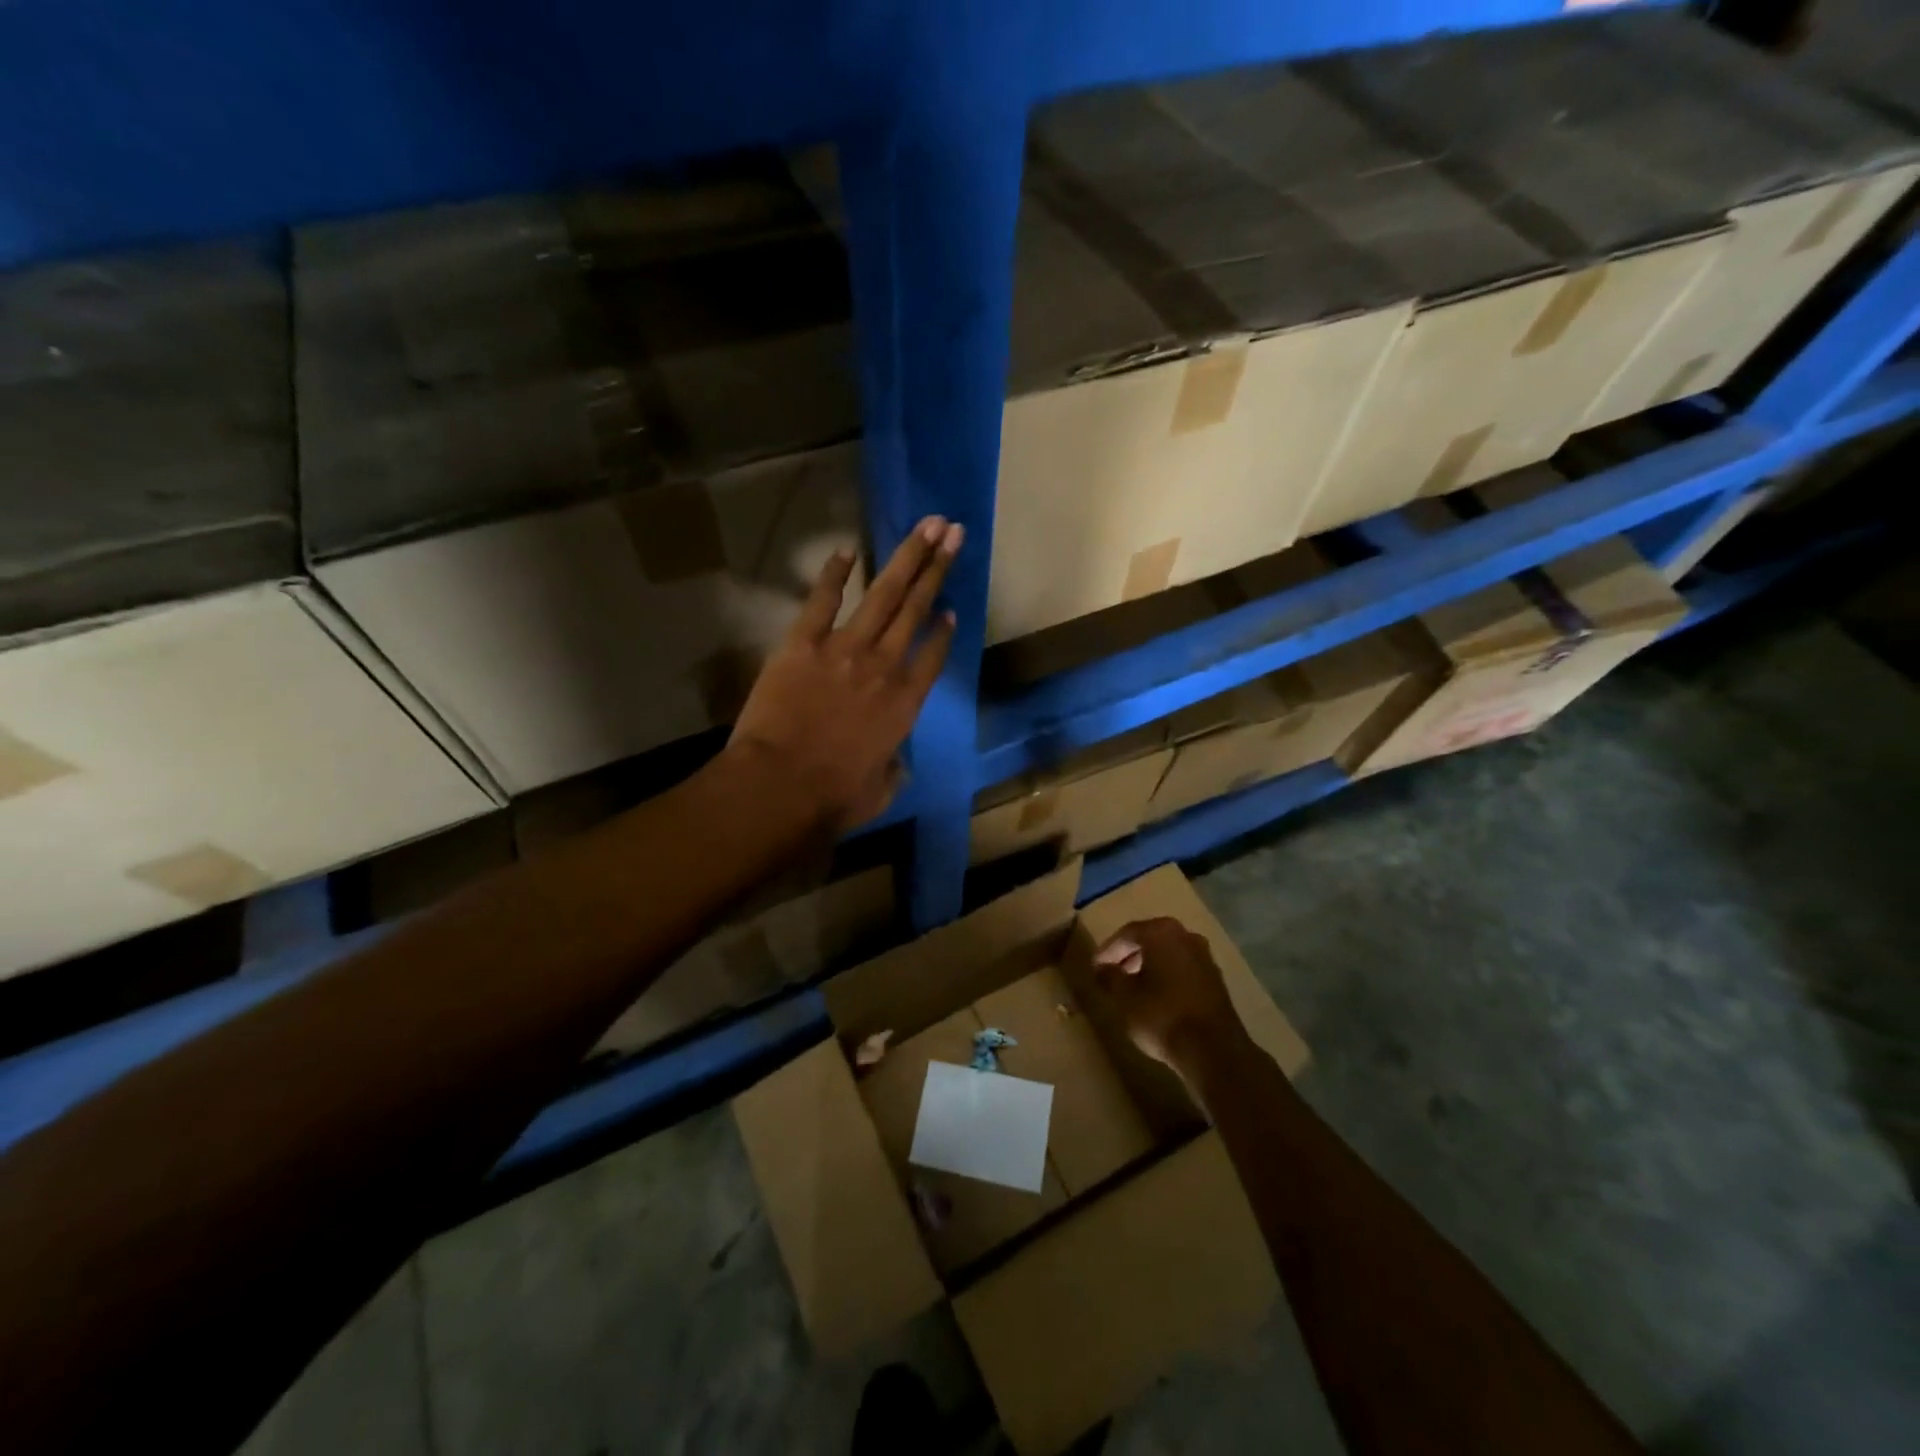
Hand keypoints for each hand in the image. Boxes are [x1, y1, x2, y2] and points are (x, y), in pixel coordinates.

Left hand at [726, 515, 961, 832]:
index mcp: (905, 702)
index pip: (933, 656)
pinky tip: (847, 550)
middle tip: (953, 532)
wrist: (781, 786)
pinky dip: (834, 574)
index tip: (951, 609)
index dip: (944, 631)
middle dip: (937, 568)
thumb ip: (892, 770)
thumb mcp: (879, 791)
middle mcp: (884, 666)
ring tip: (927, 526)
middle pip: (916, 609)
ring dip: (907, 557)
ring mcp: (845, 649)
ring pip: (884, 595)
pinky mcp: (803, 643)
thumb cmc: (834, 797)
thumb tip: (894, 763)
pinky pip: (823, 600)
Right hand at [1093, 917, 1250, 1076]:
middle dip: (1129, 955)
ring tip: (1132, 987)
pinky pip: (1183, 970)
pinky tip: (1157, 998)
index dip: (1108, 950)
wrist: (1213, 1049)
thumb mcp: (1124, 997)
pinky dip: (1167, 977)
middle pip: (1150, 940)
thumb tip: (1101, 968)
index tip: (1096, 966)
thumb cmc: (1161, 1015)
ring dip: (1149, 966)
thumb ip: (1109, 977)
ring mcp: (1205, 957)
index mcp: (1162, 932)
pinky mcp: (1216, 980)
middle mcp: (1186, 936)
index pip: (1127, 933)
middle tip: (1112, 973)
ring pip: (1168, 954)